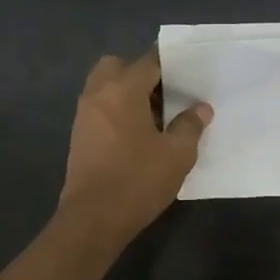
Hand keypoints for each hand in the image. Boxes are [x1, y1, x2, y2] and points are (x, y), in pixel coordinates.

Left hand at [59, 51, 209, 239]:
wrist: (93, 218)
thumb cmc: (138, 179)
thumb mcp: (177, 154)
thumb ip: (190, 125)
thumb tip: (200, 109)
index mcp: (123, 89)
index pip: (149, 61)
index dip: (170, 62)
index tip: (189, 71)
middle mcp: (98, 94)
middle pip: (117, 65)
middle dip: (140, 73)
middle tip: (164, 94)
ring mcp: (84, 115)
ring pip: (105, 87)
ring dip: (126, 92)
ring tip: (154, 117)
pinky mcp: (79, 136)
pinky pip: (100, 108)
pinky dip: (116, 110)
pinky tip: (137, 135)